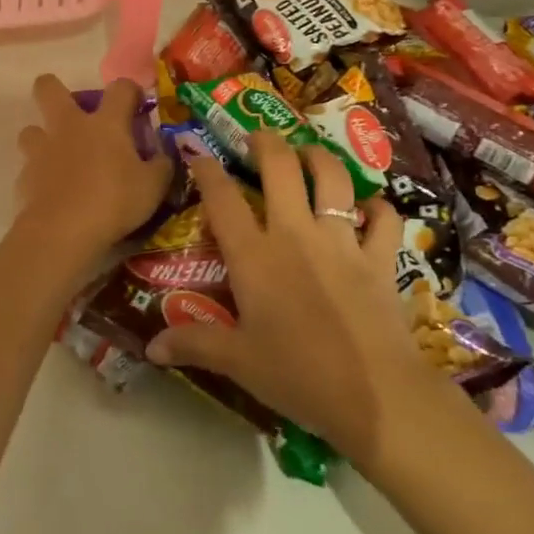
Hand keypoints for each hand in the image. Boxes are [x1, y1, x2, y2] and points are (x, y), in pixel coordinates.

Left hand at [13, 74, 172, 277]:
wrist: (63, 231)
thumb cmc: (114, 201)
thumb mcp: (153, 187)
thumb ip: (160, 166)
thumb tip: (161, 157)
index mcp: (105, 123)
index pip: (120, 88)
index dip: (130, 90)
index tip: (136, 104)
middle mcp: (69, 126)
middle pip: (48, 88)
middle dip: (53, 89)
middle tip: (71, 110)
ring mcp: (42, 150)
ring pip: (30, 129)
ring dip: (42, 138)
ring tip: (58, 157)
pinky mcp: (24, 177)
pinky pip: (29, 168)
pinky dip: (39, 176)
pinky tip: (52, 193)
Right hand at [144, 130, 443, 465]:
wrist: (375, 396)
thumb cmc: (297, 376)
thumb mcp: (238, 362)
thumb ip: (194, 345)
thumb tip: (150, 348)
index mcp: (254, 256)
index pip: (222, 199)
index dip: (207, 170)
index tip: (199, 154)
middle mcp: (295, 234)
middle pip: (280, 167)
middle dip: (266, 142)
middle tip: (258, 137)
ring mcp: (341, 242)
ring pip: (332, 178)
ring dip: (319, 158)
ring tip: (309, 154)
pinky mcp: (379, 258)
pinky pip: (383, 219)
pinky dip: (377, 209)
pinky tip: (369, 209)